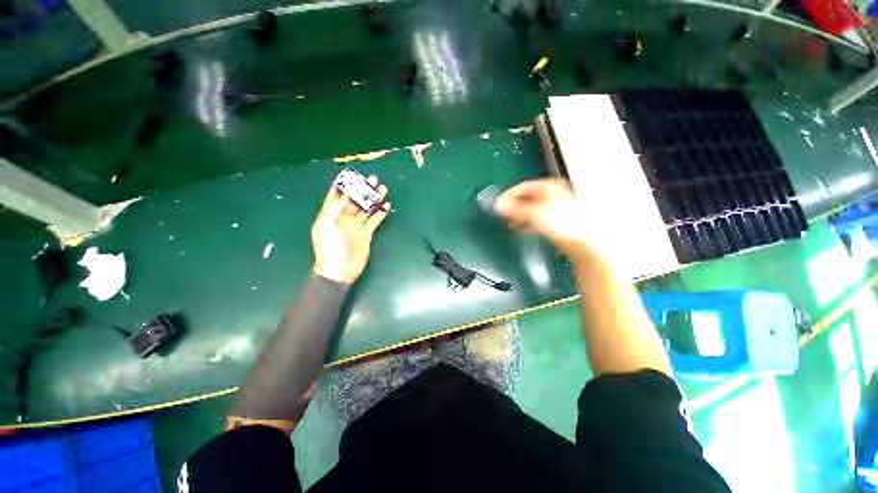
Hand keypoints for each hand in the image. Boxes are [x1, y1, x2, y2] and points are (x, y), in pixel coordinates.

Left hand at [312, 175, 389, 283]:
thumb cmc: (329, 248)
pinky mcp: (366, 233)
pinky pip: (374, 220)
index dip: (342, 184)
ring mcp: (356, 225)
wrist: (340, 269)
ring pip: (367, 208)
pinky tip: (386, 205)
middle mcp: (344, 217)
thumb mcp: (326, 226)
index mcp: (331, 214)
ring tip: (383, 188)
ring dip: (374, 199)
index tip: (350, 174)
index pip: (336, 195)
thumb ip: (334, 209)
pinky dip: (380, 213)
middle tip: (373, 178)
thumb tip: (344, 194)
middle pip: (355, 200)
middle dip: (363, 189)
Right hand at [493, 178, 590, 255]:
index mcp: (548, 187)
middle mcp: (551, 194)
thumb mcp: (533, 214)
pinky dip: (527, 222)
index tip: (498, 205)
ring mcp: (554, 207)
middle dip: (513, 207)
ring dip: (519, 216)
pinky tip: (521, 229)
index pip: (522, 187)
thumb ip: (514, 209)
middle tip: (503, 215)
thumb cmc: (559, 222)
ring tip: (510, 224)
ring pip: (531, 208)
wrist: (581, 241)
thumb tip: (497, 206)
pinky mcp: (555, 219)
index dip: (508, 195)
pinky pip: (536, 217)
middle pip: (526, 198)